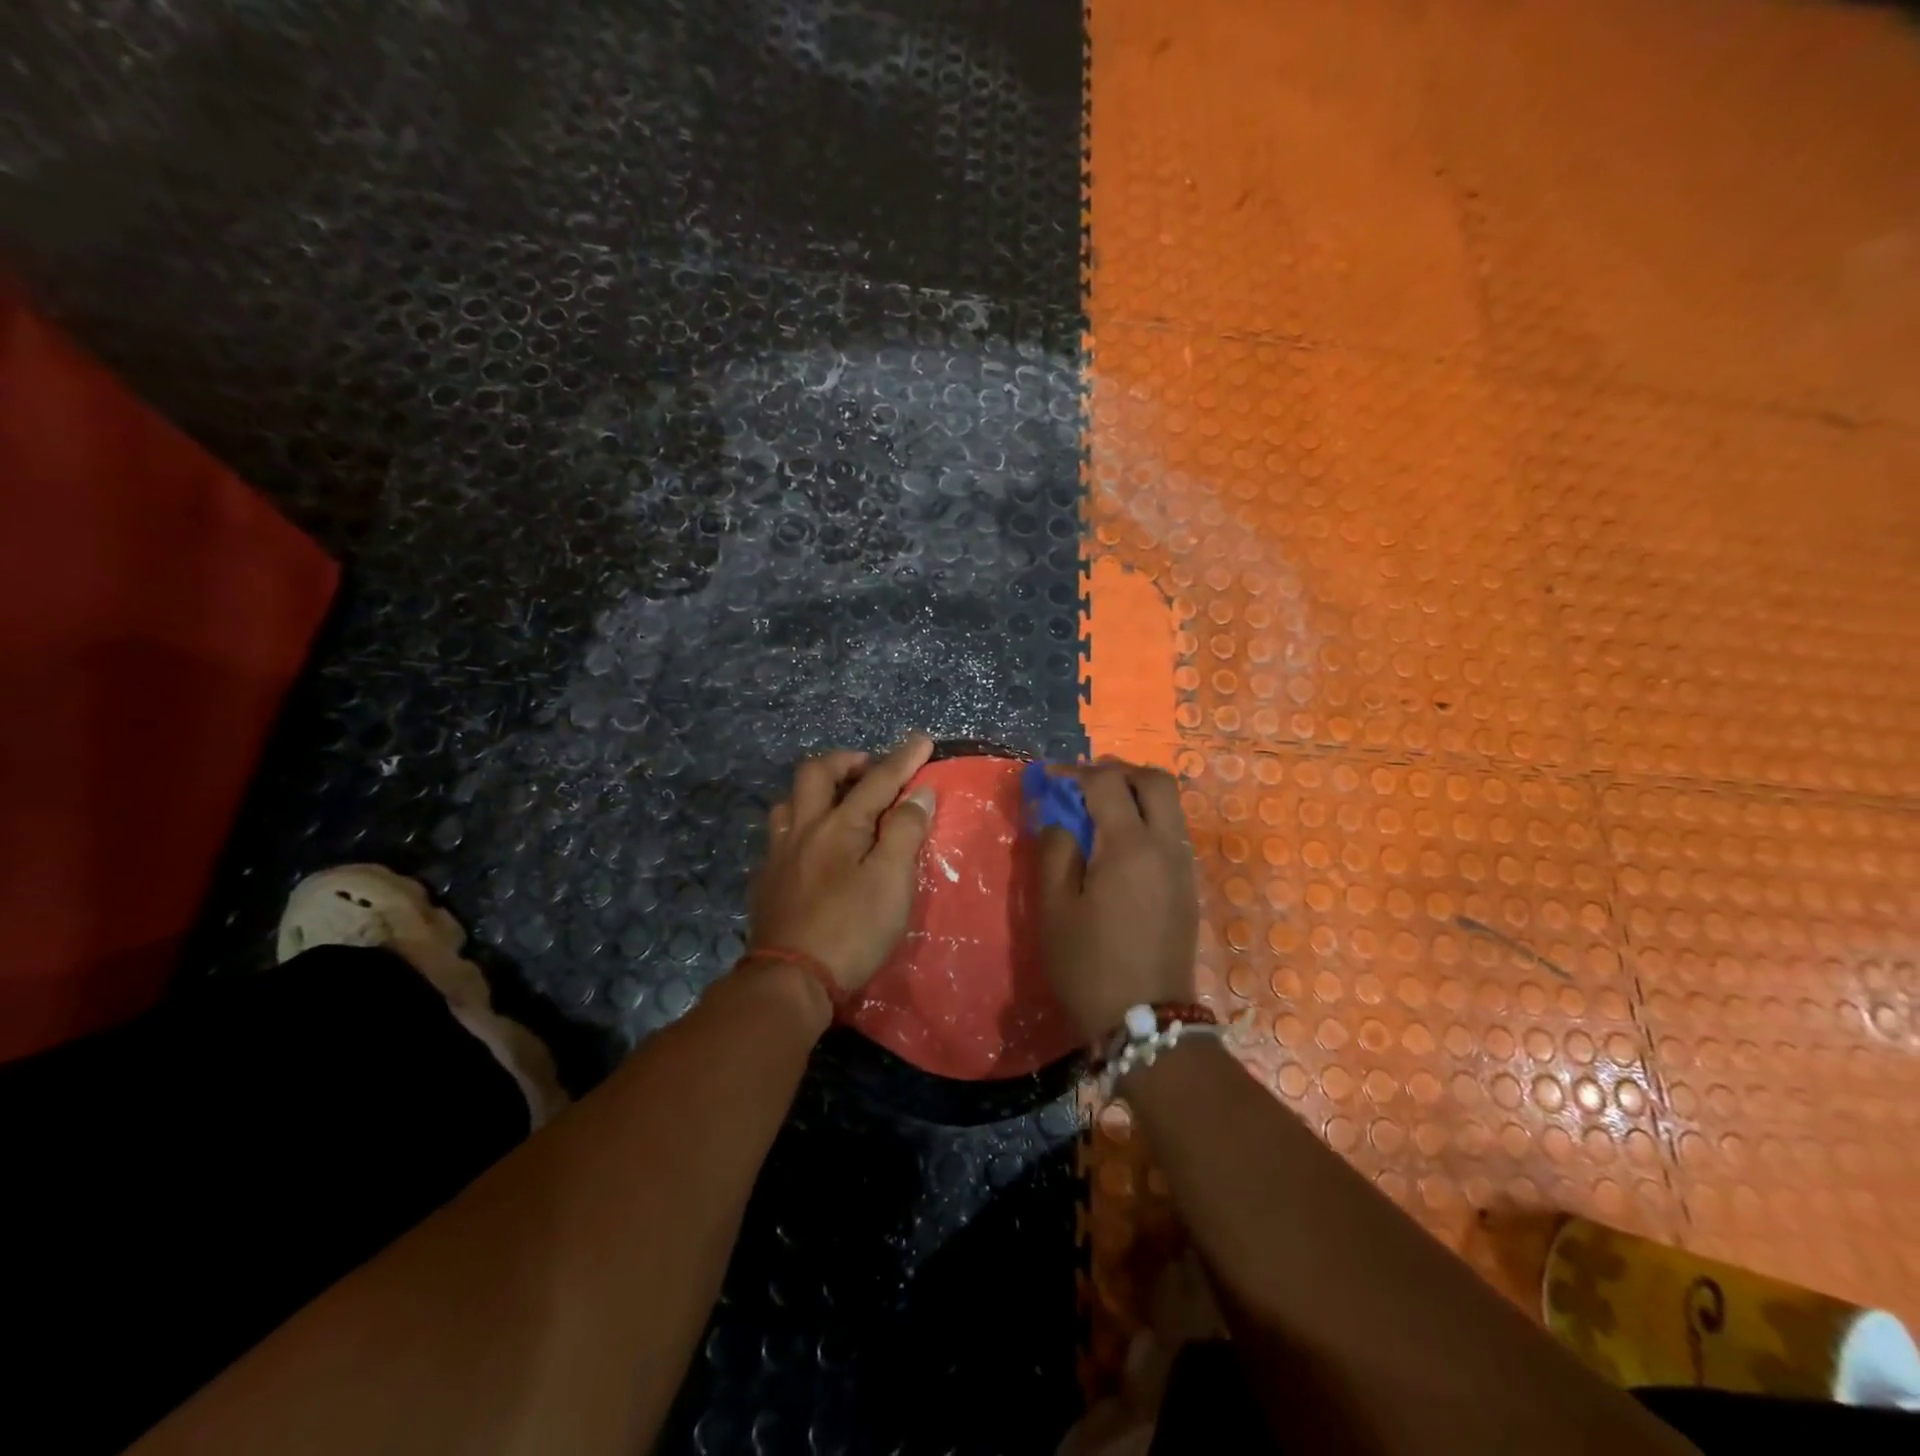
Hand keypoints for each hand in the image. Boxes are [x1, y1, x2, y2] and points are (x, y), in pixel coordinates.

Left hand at [748, 734, 937, 994]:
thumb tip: (918, 792)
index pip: (877, 780)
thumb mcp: (892, 881)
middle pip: (816, 773)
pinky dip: (801, 825)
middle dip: (846, 761)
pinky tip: (811, 846)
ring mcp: (778, 853)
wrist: (791, 980)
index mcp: (838, 825)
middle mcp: (803, 828)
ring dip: (817, 790)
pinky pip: (779, 834)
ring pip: (790, 801)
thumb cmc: (852, 929)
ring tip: (839, 803)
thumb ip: (905, 831)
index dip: (903, 759)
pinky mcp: (765, 879)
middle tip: (870, 769)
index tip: (922, 739)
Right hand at [1036, 760, 1199, 1044]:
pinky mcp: (1188, 886)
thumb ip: (1053, 850)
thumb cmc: (1089, 965)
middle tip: (1084, 784)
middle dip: (1118, 771)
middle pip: (1154, 780)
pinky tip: (1118, 843)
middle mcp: (1166, 846)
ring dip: (1136, 794)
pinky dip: (1147, 819)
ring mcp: (1183, 866)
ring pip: (1170, 805)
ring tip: (1099, 810)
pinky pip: (1172, 832)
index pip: (1107, 783)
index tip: (1049, 779)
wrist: (1148, 1021)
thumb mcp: (1055, 908)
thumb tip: (1056, 816)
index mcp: (1129, 846)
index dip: (1075, 772)